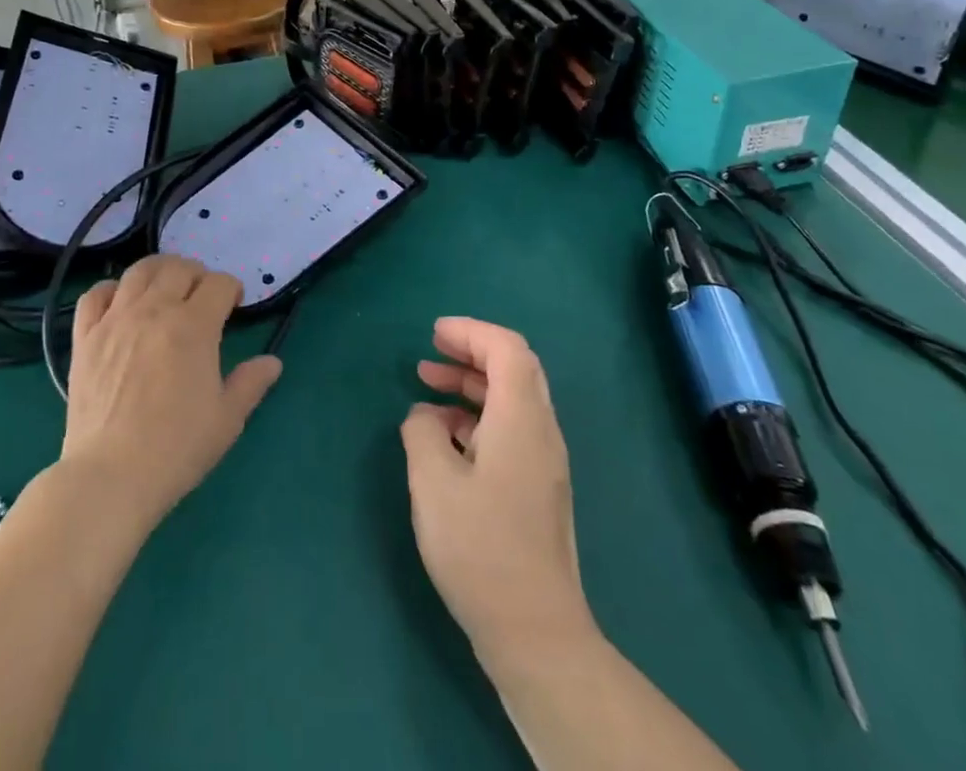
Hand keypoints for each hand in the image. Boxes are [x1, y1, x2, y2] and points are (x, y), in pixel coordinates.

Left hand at [62, 255, 282, 532]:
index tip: (233, 305)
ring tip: (165, 286)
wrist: (110, 476)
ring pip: (139, 271)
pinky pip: (94, 295)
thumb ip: (251, 383)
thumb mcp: (227, 419)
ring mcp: (115, 320)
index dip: (231, 289)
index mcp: (194, 325)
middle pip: (179, 268)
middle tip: (202, 295)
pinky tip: (120, 303)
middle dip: (198, 274)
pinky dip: (110, 290)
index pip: (219, 284)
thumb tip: (272, 362)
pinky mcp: (85, 337)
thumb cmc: (176, 448)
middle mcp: (154, 310)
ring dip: (159, 270)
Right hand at [401, 318, 595, 660]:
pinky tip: (444, 438)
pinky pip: (511, 429)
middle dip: (471, 351)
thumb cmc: (480, 549)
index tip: (433, 334)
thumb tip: (424, 416)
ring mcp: (544, 462)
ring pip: (512, 399)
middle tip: (430, 353)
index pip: (506, 348)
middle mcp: (541, 431)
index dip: (470, 331)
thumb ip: (422, 432)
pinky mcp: (538, 489)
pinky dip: (478, 416)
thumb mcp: (433, 482)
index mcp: (521, 418)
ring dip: (472, 384)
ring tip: (427, 389)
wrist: (536, 634)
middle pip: (515, 368)